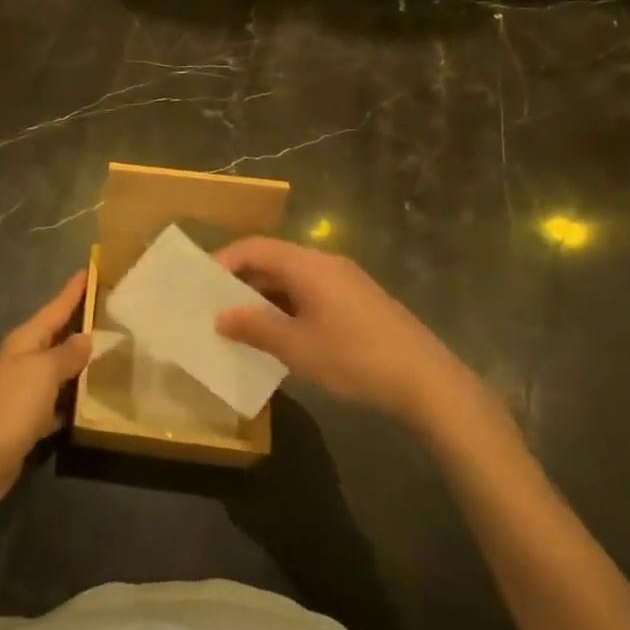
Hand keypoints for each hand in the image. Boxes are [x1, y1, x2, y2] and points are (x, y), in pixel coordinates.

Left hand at [0, 271, 92, 514]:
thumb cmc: (9, 407)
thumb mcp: (42, 373)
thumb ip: (66, 354)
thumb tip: (85, 337)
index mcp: (25, 341)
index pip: (55, 308)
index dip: (73, 291)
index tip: (90, 269)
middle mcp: (23, 360)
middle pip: (56, 336)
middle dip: (80, 324)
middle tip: (111, 313)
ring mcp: (23, 391)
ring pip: (58, 370)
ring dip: (79, 363)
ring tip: (110, 355)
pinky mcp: (26, 421)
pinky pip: (55, 401)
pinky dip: (71, 400)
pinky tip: (90, 403)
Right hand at [213, 237, 483, 430]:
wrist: (428, 382)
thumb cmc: (355, 358)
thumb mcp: (297, 348)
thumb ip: (255, 328)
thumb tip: (221, 316)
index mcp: (307, 265)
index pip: (254, 247)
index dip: (224, 260)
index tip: (200, 283)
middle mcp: (324, 263)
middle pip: (273, 259)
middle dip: (241, 280)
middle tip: (214, 304)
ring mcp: (345, 281)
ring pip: (292, 278)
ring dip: (264, 295)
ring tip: (241, 322)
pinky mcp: (358, 301)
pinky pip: (310, 292)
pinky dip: (287, 305)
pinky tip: (280, 334)